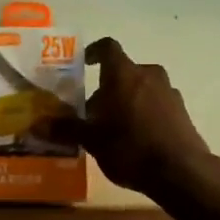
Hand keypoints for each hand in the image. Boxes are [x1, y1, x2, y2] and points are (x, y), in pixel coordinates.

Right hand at [38, 37, 211, 197]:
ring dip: (128, 100)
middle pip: (124, 72)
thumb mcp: (92, 140)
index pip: (108, 48)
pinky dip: (145, 113)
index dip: (95, 52)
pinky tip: (137, 138)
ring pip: (142, 88)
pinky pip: (157, 104)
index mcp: (123, 73)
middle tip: (94, 111)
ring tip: (115, 126)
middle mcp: (148, 75)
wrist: (181, 171)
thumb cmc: (130, 147)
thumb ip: (66, 128)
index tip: (85, 63)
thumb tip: (37, 124)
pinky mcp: (183, 112)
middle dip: (108, 87)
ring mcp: (169, 92)